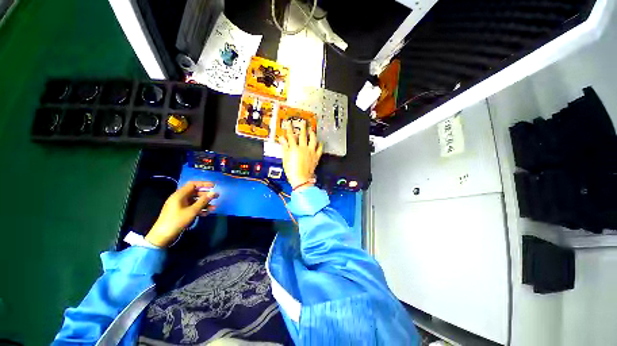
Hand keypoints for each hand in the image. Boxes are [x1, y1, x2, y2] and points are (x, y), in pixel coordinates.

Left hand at [145, 181, 218, 246]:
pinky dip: (199, 209)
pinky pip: (192, 207)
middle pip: (195, 193)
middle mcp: (179, 198)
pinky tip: (207, 213)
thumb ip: (203, 201)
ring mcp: (180, 205)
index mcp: (179, 195)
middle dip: (206, 195)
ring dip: (204, 204)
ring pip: (195, 201)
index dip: (204, 184)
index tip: (214, 186)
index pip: (193, 185)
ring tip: (214, 207)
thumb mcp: (192, 211)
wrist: (162, 235)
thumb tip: (213, 193)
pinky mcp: (180, 212)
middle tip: (217, 197)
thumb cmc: (177, 221)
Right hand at [278, 120, 322, 188]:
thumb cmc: (292, 171)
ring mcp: (311, 152)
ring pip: (313, 140)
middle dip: (303, 128)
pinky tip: (320, 142)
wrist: (301, 179)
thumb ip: (284, 148)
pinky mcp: (316, 157)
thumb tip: (282, 139)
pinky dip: (320, 145)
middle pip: (303, 135)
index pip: (291, 136)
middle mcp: (303, 148)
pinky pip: (320, 149)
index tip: (289, 123)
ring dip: (312, 134)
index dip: (289, 128)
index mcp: (294, 148)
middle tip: (303, 122)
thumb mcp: (285, 159)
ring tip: (312, 130)